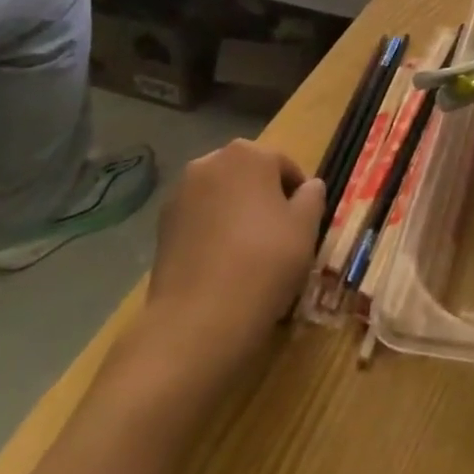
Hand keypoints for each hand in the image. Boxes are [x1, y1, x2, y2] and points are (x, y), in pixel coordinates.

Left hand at [144, 140, 324, 358]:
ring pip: (222, 198)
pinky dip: (214, 233)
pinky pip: (200, 221)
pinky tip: (224, 265)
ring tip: (250, 253)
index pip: (284, 165)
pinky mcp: (161, 228)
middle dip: (264, 199)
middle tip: (280, 236)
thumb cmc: (265, 261)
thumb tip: (309, 187)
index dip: (298, 194)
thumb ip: (312, 197)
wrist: (199, 319)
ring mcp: (179, 195)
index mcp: (247, 154)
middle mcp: (208, 163)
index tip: (304, 223)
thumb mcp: (306, 226)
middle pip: (249, 176)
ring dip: (237, 215)